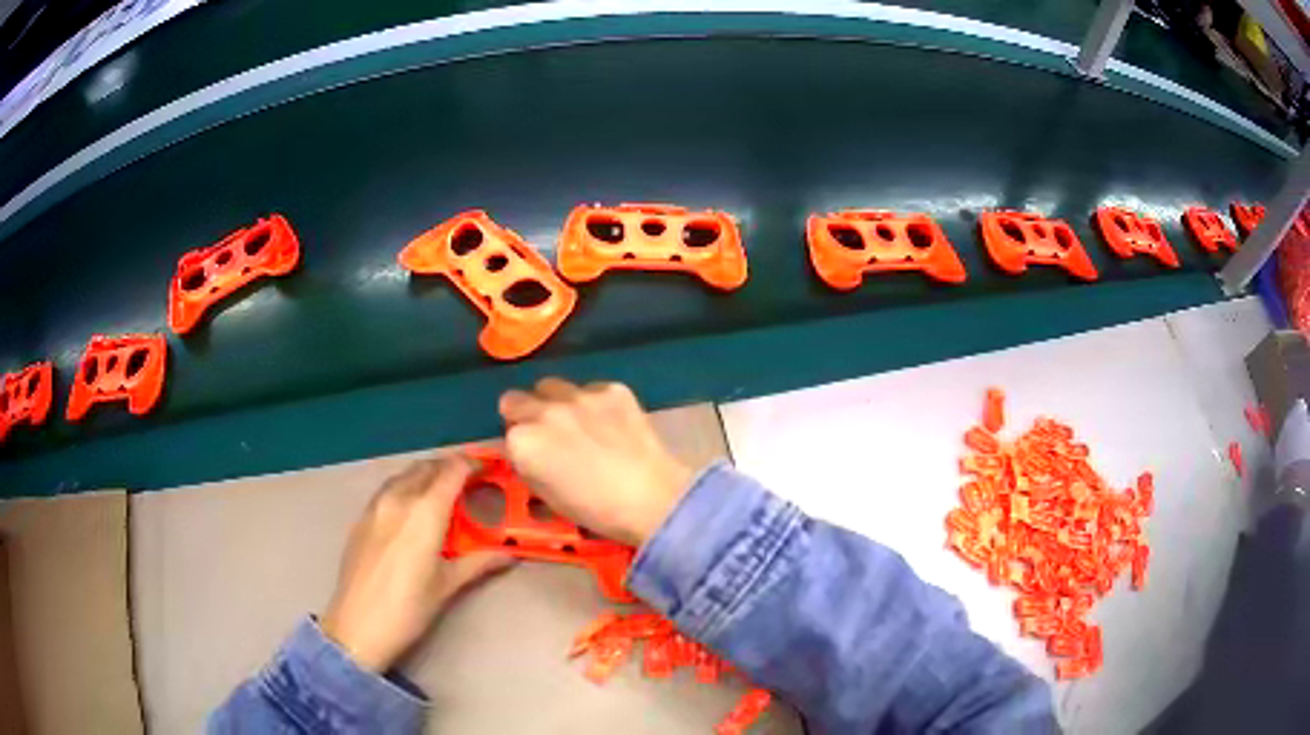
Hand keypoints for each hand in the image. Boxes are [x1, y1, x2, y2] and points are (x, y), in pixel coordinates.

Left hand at [321, 457, 514, 671]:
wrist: (357, 625)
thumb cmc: (408, 608)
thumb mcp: (448, 586)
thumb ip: (479, 562)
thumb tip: (508, 554)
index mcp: (425, 512)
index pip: (452, 471)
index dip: (472, 464)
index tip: (488, 469)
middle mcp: (399, 498)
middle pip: (427, 467)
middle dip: (449, 468)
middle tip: (469, 482)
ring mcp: (375, 506)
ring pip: (404, 475)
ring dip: (425, 475)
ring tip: (441, 493)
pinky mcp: (360, 518)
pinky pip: (387, 490)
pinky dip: (405, 488)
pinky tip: (411, 511)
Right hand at [499, 378, 695, 546]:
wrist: (652, 498)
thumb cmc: (595, 509)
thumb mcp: (547, 496)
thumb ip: (529, 465)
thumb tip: (530, 451)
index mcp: (523, 442)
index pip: (506, 431)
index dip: (519, 443)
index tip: (534, 454)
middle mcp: (544, 411)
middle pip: (518, 399)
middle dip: (527, 414)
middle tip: (548, 433)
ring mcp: (579, 395)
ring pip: (553, 387)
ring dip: (557, 402)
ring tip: (580, 423)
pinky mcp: (612, 389)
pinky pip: (591, 388)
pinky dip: (596, 403)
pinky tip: (612, 423)